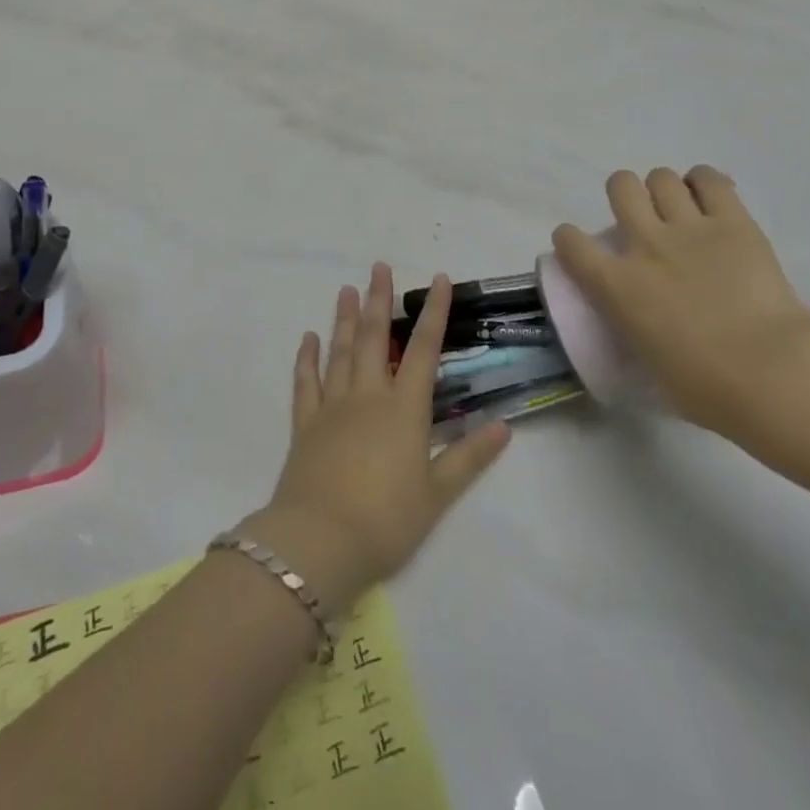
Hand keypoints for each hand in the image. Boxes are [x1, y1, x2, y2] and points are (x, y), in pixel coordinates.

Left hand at [245, 265, 510, 616]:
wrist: (319, 542)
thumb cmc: (386, 520)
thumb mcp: (437, 494)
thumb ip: (469, 457)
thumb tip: (504, 427)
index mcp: (404, 408)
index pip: (423, 349)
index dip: (434, 312)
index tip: (439, 279)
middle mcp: (368, 396)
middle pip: (373, 337)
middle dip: (378, 299)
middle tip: (378, 266)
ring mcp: (332, 406)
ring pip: (339, 351)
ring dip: (343, 318)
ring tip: (345, 289)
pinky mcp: (305, 424)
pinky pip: (306, 383)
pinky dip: (307, 358)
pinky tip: (308, 338)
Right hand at [552, 166, 809, 436]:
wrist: (767, 371)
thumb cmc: (703, 387)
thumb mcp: (647, 362)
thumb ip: (636, 329)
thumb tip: (645, 327)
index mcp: (616, 285)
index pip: (571, 243)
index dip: (570, 240)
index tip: (579, 247)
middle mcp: (645, 245)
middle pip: (620, 186)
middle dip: (626, 194)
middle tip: (643, 217)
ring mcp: (689, 228)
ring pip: (661, 177)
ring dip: (665, 189)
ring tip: (680, 208)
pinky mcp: (733, 221)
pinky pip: (710, 179)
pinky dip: (705, 183)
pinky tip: (711, 199)